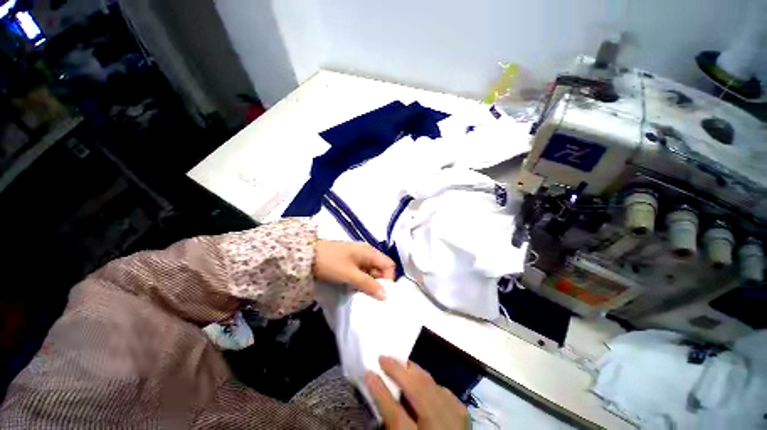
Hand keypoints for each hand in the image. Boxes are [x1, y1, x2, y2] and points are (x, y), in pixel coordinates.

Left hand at [314, 240, 395, 299]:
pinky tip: (355, 289)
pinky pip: (362, 272)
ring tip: (362, 295)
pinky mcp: (350, 261)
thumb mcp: (350, 274)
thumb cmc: (330, 263)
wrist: (306, 256)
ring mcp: (358, 257)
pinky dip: (361, 281)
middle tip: (371, 297)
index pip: (389, 265)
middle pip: (381, 268)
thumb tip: (385, 295)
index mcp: (369, 252)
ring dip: (369, 283)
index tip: (380, 293)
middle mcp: (366, 253)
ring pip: (371, 271)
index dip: (388, 279)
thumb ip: (368, 284)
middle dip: (379, 282)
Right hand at [365, 357, 468, 429]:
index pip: (396, 414)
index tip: (368, 372)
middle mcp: (441, 425)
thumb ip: (391, 422)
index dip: (380, 392)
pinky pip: (440, 388)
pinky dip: (426, 380)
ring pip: (430, 383)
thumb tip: (378, 392)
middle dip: (398, 370)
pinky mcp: (462, 410)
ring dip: (412, 370)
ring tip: (398, 362)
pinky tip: (418, 376)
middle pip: (417, 390)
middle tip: (382, 358)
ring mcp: (455, 416)